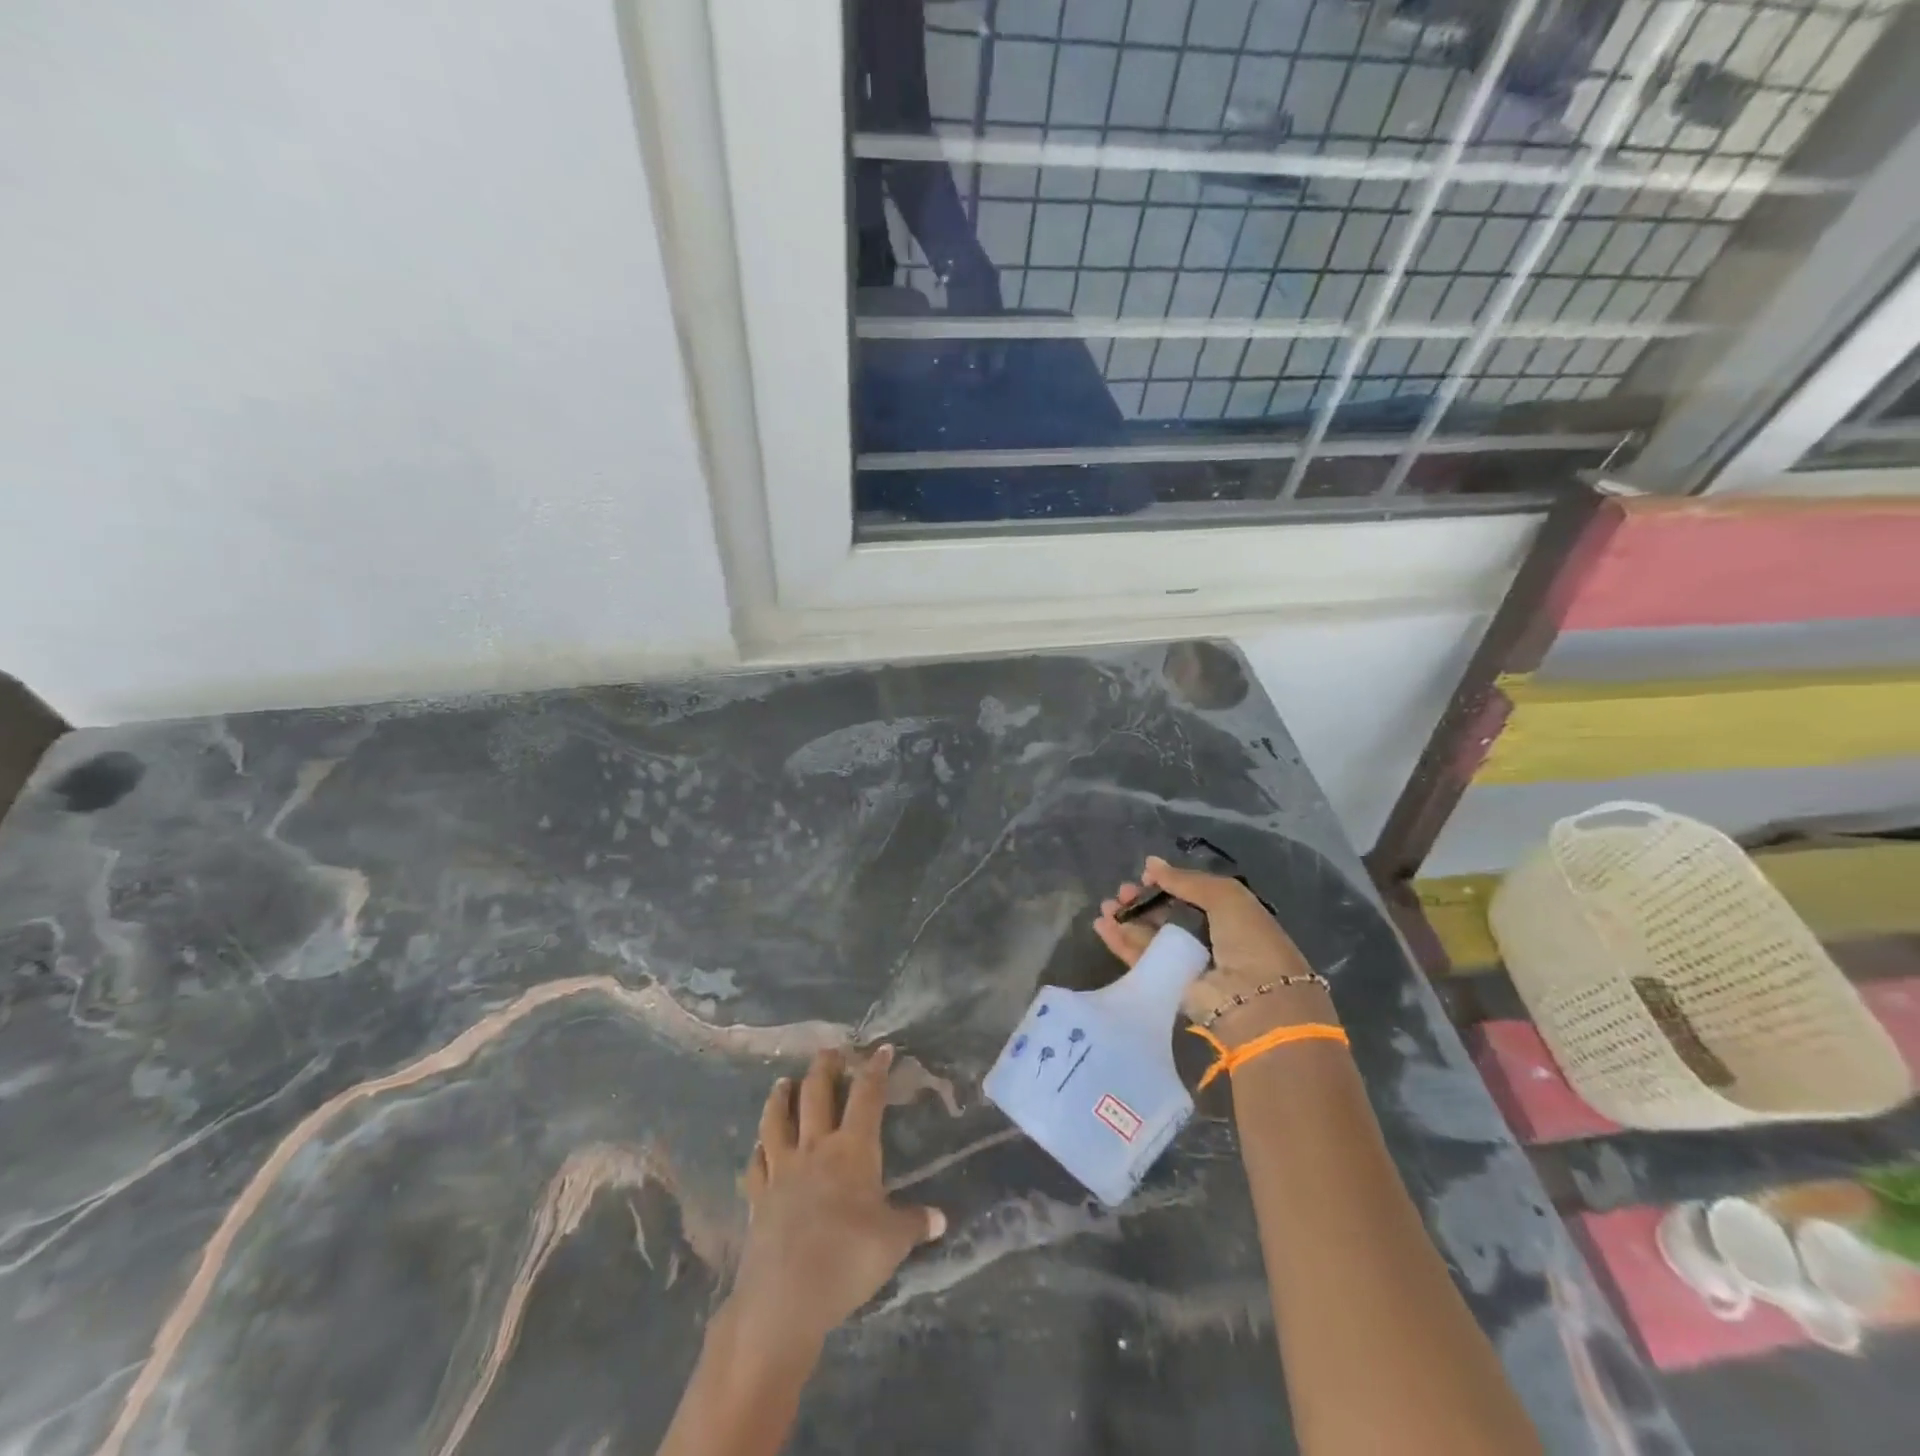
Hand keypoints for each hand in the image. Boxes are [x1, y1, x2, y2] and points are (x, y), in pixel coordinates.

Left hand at [730, 1048, 946, 1359]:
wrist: (784, 1299)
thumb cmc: (847, 1260)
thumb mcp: (893, 1243)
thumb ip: (914, 1224)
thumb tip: (939, 1218)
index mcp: (852, 1149)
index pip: (867, 1096)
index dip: (875, 1069)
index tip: (881, 1048)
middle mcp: (815, 1148)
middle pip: (816, 1094)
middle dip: (825, 1067)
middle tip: (830, 1050)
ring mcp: (782, 1170)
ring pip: (777, 1120)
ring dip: (781, 1097)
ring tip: (784, 1081)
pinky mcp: (758, 1198)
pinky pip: (756, 1164)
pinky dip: (758, 1150)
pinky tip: (759, 1146)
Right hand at [1093, 856, 1336, 1047]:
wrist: (1255, 999)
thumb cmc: (1248, 939)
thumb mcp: (1225, 896)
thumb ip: (1185, 880)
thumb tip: (1150, 863)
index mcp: (1227, 915)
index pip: (1189, 894)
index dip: (1166, 883)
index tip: (1145, 875)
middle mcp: (1206, 938)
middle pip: (1165, 915)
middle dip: (1142, 901)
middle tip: (1122, 891)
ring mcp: (1185, 962)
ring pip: (1149, 936)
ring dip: (1127, 919)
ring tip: (1107, 907)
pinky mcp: (1167, 984)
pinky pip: (1140, 959)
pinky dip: (1120, 942)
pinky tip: (1102, 925)